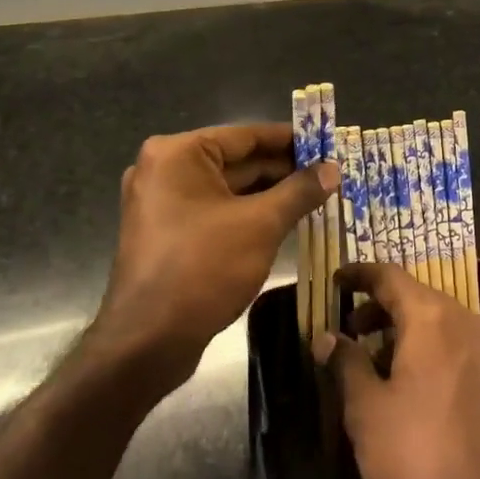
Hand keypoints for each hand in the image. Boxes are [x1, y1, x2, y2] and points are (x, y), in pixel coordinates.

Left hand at [94, 124, 335, 389]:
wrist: (146, 343)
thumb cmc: (203, 268)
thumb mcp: (261, 225)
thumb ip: (299, 191)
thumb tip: (333, 169)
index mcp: (178, 154)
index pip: (246, 135)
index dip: (290, 139)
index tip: (327, 142)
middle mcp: (164, 169)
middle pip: (236, 161)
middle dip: (283, 170)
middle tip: (329, 174)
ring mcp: (161, 203)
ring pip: (228, 189)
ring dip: (269, 194)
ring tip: (316, 197)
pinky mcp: (166, 234)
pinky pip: (215, 212)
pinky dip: (248, 214)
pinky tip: (285, 222)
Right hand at [315, 263, 479, 478]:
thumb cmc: (419, 456)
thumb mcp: (367, 410)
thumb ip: (346, 363)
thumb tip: (327, 336)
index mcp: (433, 317)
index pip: (390, 276)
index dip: (360, 275)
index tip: (337, 280)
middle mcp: (468, 321)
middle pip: (418, 300)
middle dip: (381, 312)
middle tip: (352, 334)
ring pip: (442, 328)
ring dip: (408, 338)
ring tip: (380, 372)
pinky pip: (461, 354)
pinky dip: (434, 359)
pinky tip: (416, 398)